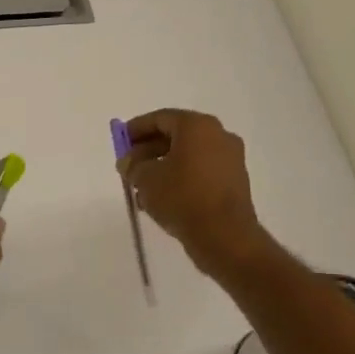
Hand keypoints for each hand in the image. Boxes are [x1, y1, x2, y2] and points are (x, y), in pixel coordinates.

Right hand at [119, 109, 265, 275]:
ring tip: (141, 187)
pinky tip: (162, 198)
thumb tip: (129, 162)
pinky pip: (200, 172)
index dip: (136, 128)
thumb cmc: (181, 197)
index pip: (161, 118)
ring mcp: (230, 159)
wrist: (224, 235)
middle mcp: (218, 136)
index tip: (121, 141)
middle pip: (176, 135)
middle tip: (130, 165)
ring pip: (188, 156)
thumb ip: (133, 166)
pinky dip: (180, 178)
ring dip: (163, 166)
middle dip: (149, 149)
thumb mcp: (146, 179)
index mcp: (198, 126)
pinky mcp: (234, 182)